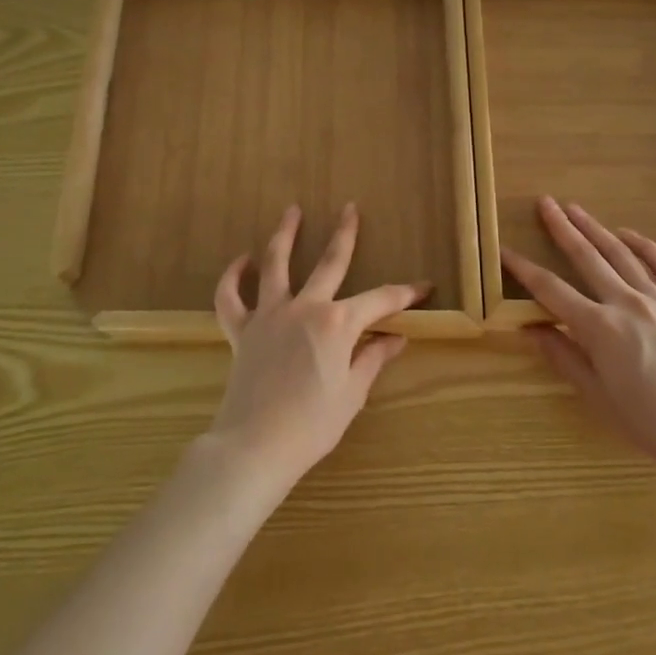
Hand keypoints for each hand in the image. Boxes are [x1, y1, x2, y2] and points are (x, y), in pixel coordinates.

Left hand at [206, 204, 424, 491]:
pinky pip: (231, 298)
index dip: (405, 293)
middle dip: (344, 234)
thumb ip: (373, 358)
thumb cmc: (313, 425)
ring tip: (291, 210)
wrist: (255, 446)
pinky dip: (233, 277)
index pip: (380, 300)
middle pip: (329, 262)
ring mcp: (269, 315)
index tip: (424, 286)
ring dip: (285, 235)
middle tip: (350, 208)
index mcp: (338, 323)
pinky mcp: (241, 331)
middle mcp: (305, 308)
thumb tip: (396, 338)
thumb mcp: (352, 393)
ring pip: (276, 264)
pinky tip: (242, 260)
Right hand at [506, 197, 655, 473]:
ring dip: (596, 228)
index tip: (504, 250)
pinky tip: (629, 235)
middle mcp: (626, 303)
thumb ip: (562, 356)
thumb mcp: (595, 395)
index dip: (523, 269)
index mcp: (598, 327)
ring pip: (621, 254)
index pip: (550, 289)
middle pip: (586, 257)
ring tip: (576, 208)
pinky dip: (646, 247)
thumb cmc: (647, 422)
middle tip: (545, 203)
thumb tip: (529, 329)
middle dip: (562, 228)